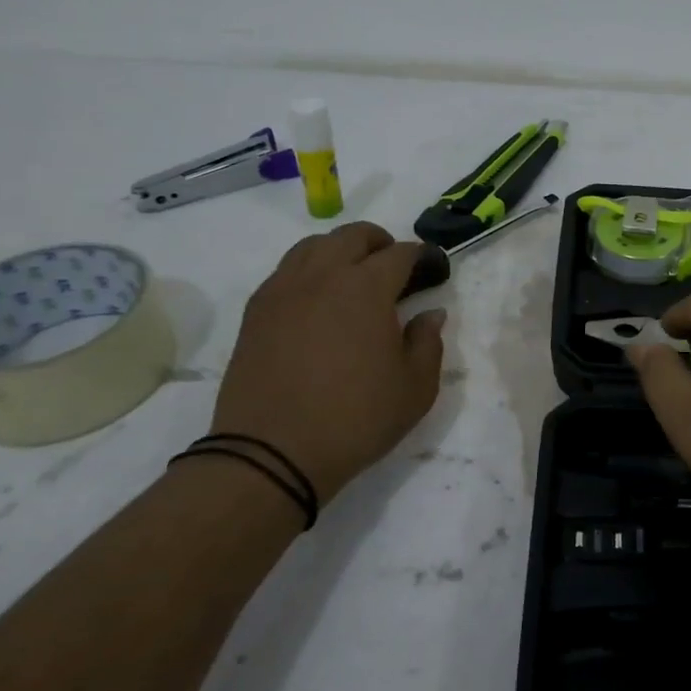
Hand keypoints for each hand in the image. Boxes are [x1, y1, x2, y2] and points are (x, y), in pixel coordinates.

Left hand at [211, 223, 445, 504]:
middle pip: (353, 236)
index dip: (422, 257)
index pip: (400, 253)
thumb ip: (429, 342)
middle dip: (380, 243)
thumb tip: (430, 313)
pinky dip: (308, 271)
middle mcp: (323, 276)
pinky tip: (317, 300)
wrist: (271, 455)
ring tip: (352, 276)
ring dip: (340, 250)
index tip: (434, 270)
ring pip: (313, 246)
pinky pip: (285, 272)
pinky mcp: (256, 312)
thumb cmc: (355, 419)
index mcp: (366, 287)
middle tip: (394, 268)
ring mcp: (284, 291)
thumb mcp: (415, 389)